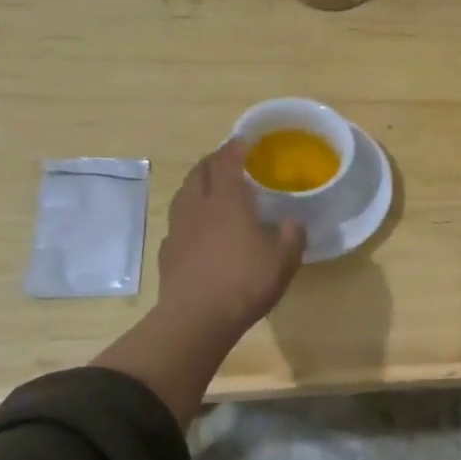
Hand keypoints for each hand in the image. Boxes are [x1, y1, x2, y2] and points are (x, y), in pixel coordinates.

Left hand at [158, 139, 305, 337]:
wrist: (196, 318)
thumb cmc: (245, 282)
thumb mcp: (283, 260)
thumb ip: (292, 237)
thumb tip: (293, 223)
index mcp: (227, 200)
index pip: (227, 162)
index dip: (235, 148)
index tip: (243, 141)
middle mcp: (198, 206)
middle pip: (200, 172)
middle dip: (213, 161)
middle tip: (227, 161)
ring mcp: (178, 229)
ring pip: (184, 194)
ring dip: (197, 185)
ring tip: (211, 189)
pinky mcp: (167, 252)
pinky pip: (178, 222)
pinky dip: (189, 215)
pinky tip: (198, 228)